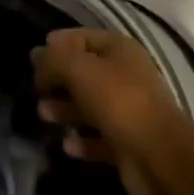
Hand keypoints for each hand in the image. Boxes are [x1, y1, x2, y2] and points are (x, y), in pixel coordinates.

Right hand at [32, 27, 182, 194]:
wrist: (159, 157)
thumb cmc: (118, 101)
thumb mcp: (79, 69)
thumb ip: (54, 59)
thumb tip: (36, 54)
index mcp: (119, 50)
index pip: (82, 37)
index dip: (58, 44)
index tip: (34, 58)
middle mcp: (125, 76)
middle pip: (85, 72)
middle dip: (58, 79)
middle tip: (35, 89)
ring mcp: (128, 111)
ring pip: (89, 105)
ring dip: (65, 109)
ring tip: (42, 115)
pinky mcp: (127, 144)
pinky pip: (98, 138)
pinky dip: (81, 140)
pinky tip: (65, 145)